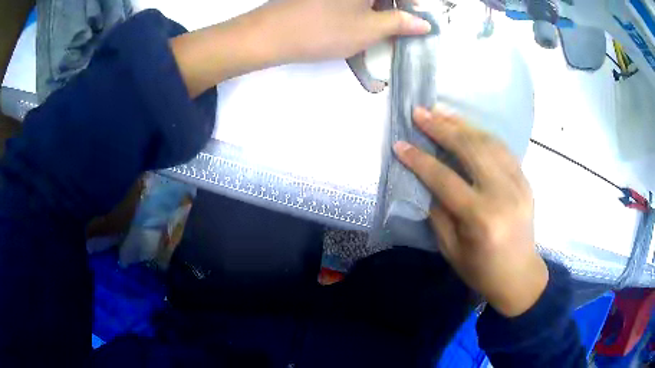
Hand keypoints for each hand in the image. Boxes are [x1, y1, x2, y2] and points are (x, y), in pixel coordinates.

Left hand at [263, 0, 431, 61]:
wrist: (271, 33)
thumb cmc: (325, 30)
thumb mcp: (370, 30)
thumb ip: (400, 23)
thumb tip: (424, 23)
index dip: (412, 6)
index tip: (415, 20)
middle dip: (394, 7)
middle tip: (396, 26)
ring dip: (376, 7)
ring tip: (375, 26)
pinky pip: (348, 0)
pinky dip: (358, 6)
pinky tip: (353, 19)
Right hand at [393, 106, 548, 316]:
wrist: (519, 276)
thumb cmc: (481, 270)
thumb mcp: (450, 249)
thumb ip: (438, 211)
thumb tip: (428, 180)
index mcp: (480, 218)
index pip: (444, 179)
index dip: (419, 160)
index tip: (400, 144)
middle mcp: (502, 194)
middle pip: (470, 150)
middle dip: (441, 128)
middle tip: (420, 113)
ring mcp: (518, 184)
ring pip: (488, 142)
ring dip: (462, 124)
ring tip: (440, 112)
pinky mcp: (525, 180)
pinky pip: (502, 149)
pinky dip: (482, 134)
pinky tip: (467, 127)